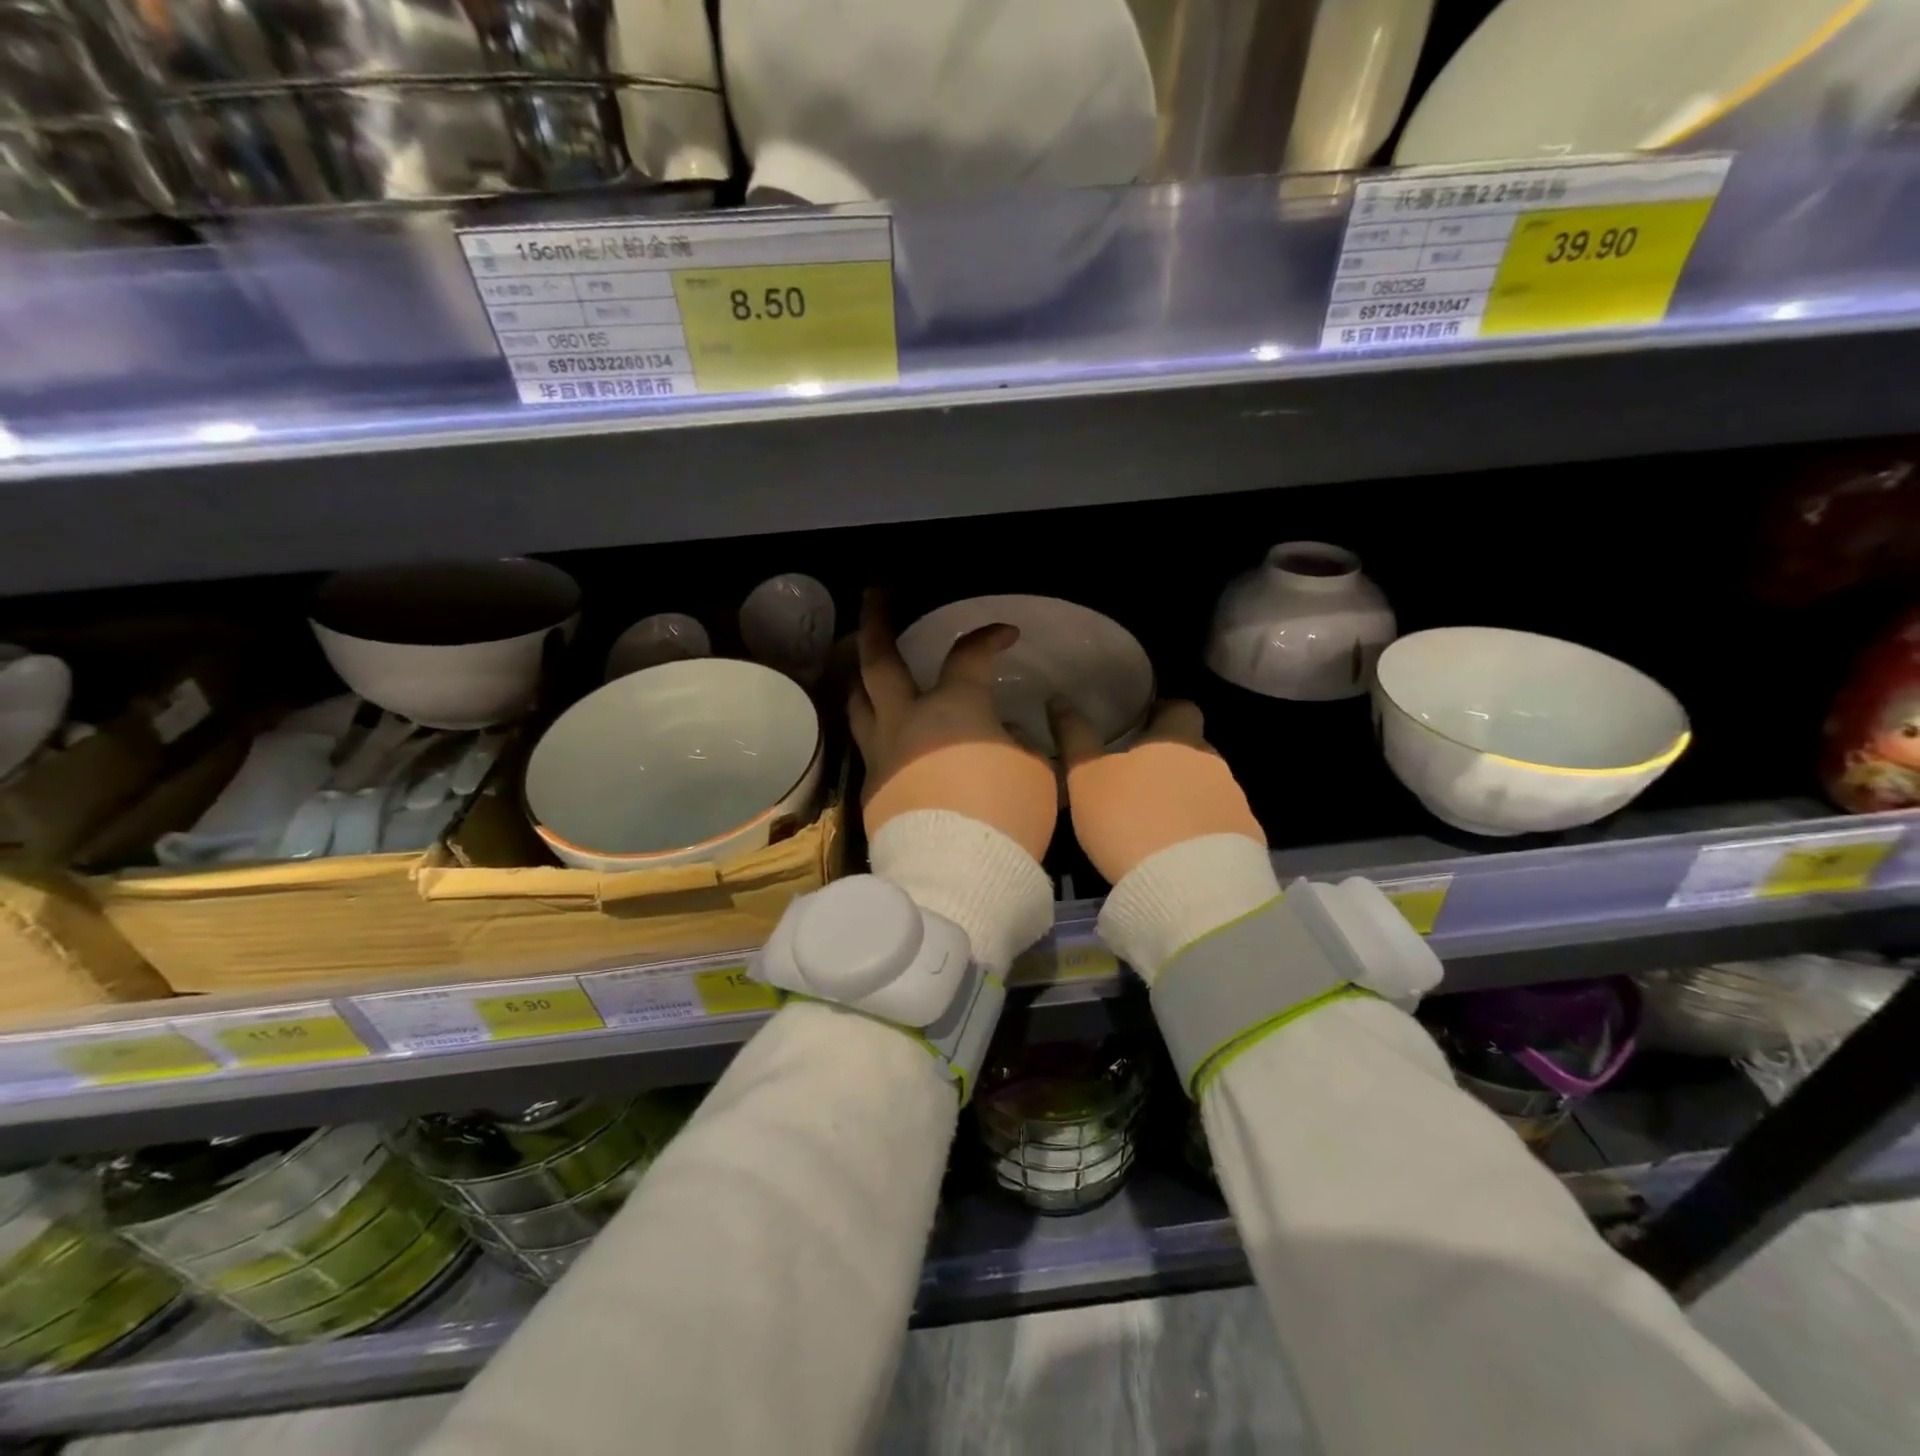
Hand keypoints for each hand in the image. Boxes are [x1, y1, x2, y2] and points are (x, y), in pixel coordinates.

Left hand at [849, 591, 1056, 860]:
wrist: (957, 876)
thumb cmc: (1006, 816)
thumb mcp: (1035, 773)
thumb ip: (1016, 742)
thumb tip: (1000, 731)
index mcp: (954, 708)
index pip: (970, 655)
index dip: (989, 637)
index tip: (1006, 634)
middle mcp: (907, 720)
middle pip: (879, 659)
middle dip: (877, 619)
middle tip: (876, 592)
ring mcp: (882, 754)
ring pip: (858, 700)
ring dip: (860, 673)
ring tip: (862, 660)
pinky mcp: (871, 789)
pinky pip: (867, 744)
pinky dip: (874, 726)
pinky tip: (885, 731)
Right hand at [1048, 699, 1264, 883]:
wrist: (1187, 887)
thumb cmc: (1128, 819)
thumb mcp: (1085, 778)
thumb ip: (1074, 736)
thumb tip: (1058, 699)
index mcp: (1177, 739)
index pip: (1181, 708)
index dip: (1162, 713)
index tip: (1141, 726)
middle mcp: (1212, 764)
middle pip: (1195, 750)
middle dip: (1171, 761)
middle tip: (1138, 782)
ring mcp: (1235, 803)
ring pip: (1207, 789)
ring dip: (1186, 799)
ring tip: (1156, 824)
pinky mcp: (1247, 841)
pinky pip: (1220, 826)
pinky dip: (1200, 832)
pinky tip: (1178, 853)